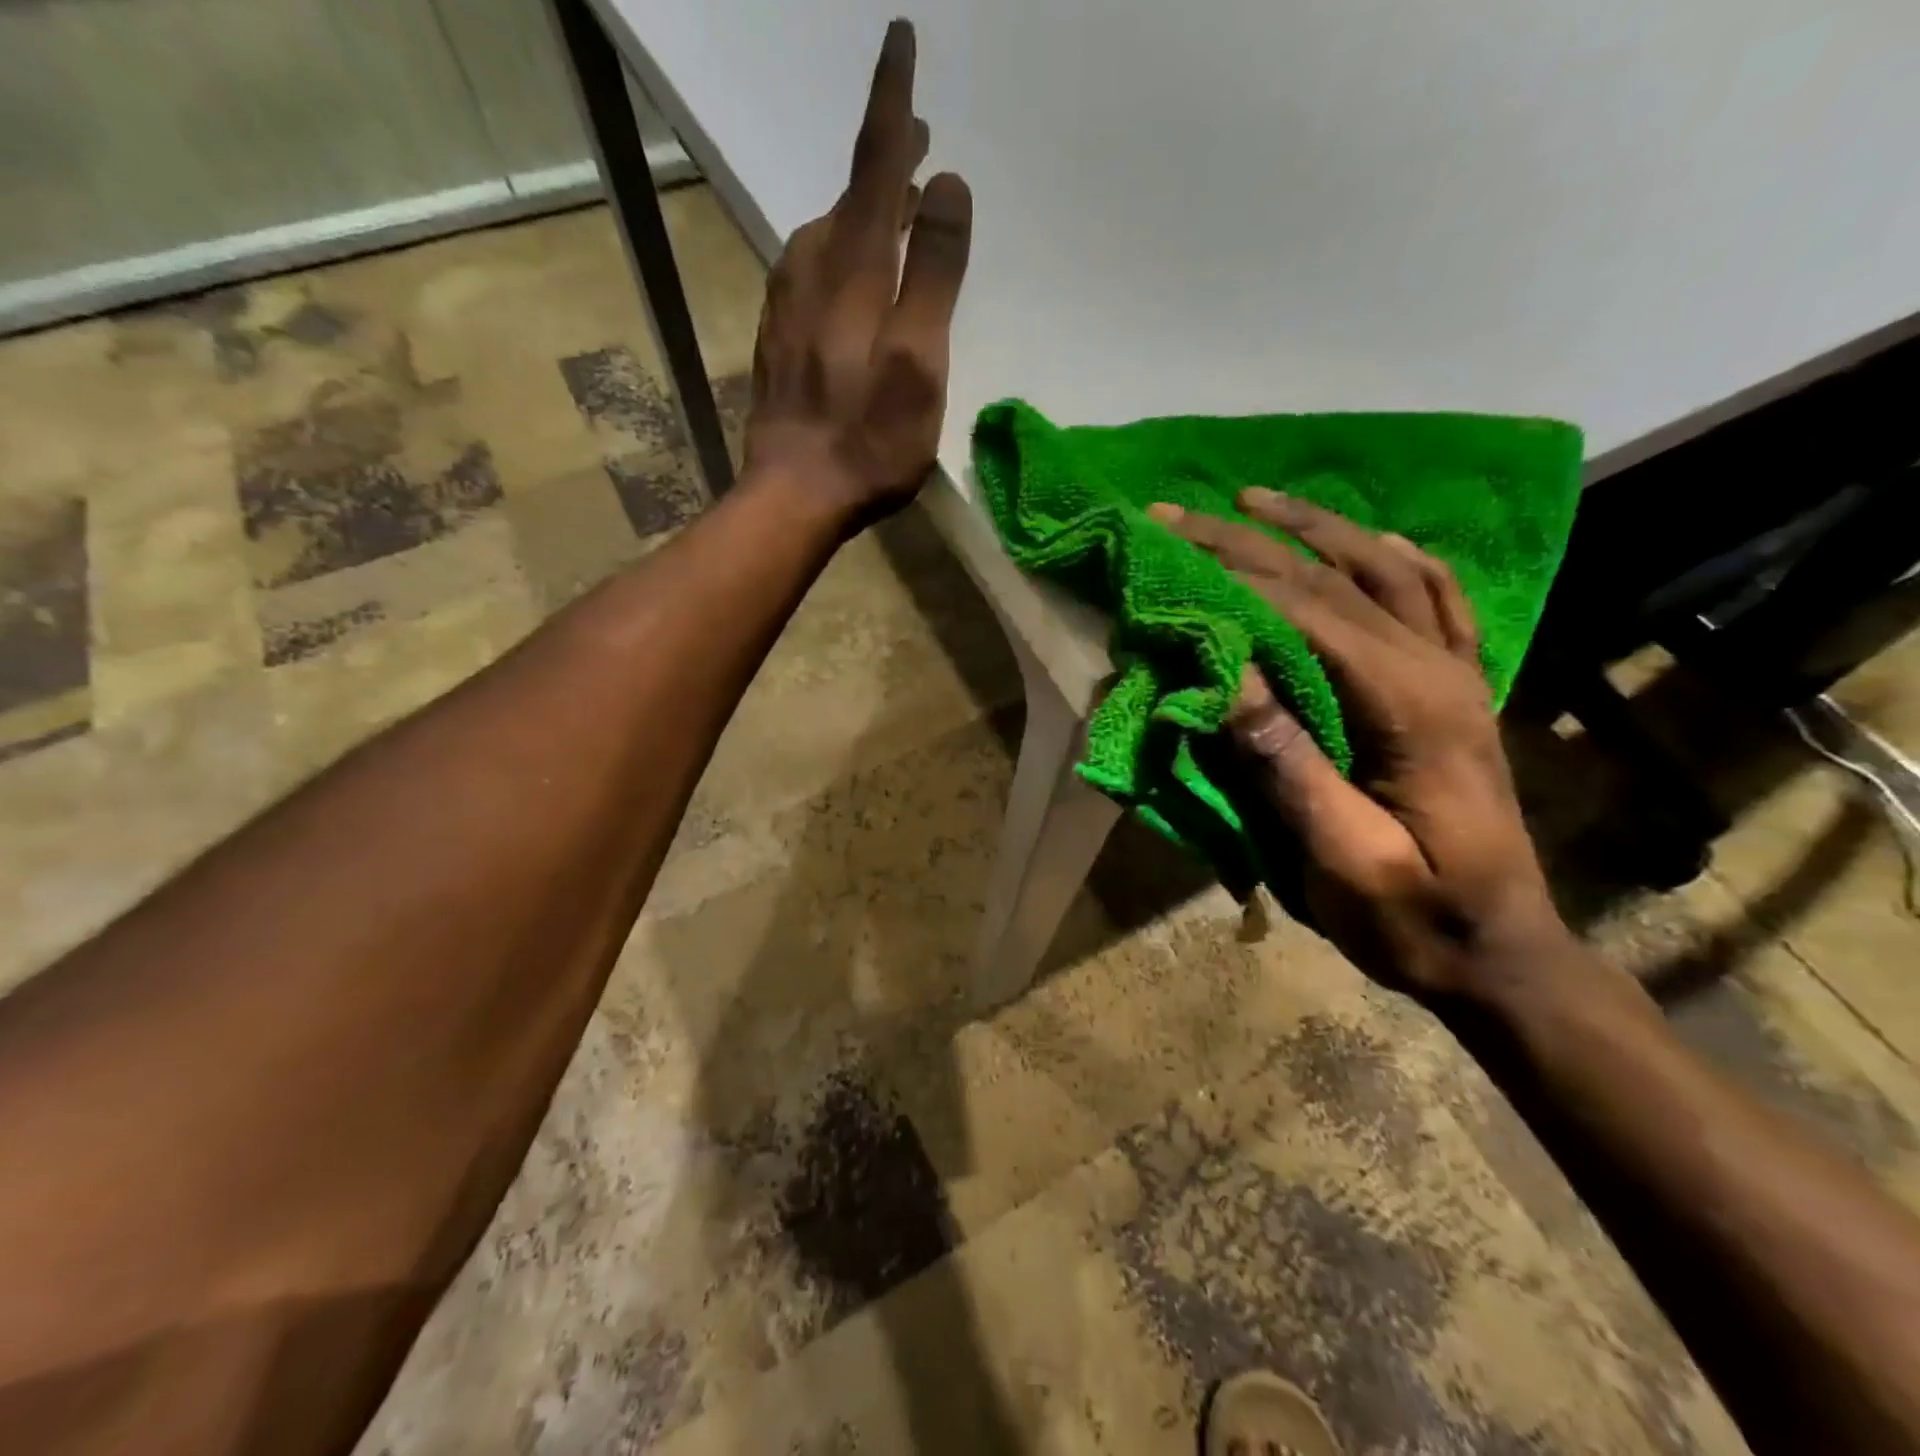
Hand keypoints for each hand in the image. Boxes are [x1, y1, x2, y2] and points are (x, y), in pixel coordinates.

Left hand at [744, 20, 973, 523]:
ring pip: (826, 233)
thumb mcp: (919, 360)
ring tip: (891, 204)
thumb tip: (947, 184)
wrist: (794, 494)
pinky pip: (808, 272)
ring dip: (860, 207)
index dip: (894, 101)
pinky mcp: (777, 339)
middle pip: (852, 195)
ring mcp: (787, 305)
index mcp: (854, 268)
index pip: (877, 162)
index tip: (902, 39)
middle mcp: (812, 269)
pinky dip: (836, 252)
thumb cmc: (869, 438)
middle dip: (885, 157)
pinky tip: (845, 270)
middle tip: (916, 136)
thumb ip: (934, 272)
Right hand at [1150, 490, 1572, 1000]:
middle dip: (1248, 540)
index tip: (1167, 547)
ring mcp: (1456, 675)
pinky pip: (1436, 601)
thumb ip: (1286, 764)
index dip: (1231, 574)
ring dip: (1318, 527)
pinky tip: (1374, 540)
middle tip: (1178, 514)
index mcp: (1408, 706)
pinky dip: (1397, 559)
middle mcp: (1436, 670)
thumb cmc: (1411, 918)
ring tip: (1255, 500)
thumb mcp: (1340, 857)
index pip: (1306, 612)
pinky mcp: (1458, 691)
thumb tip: (1224, 676)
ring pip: (1386, 570)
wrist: (1501, 956)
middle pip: (1334, 578)